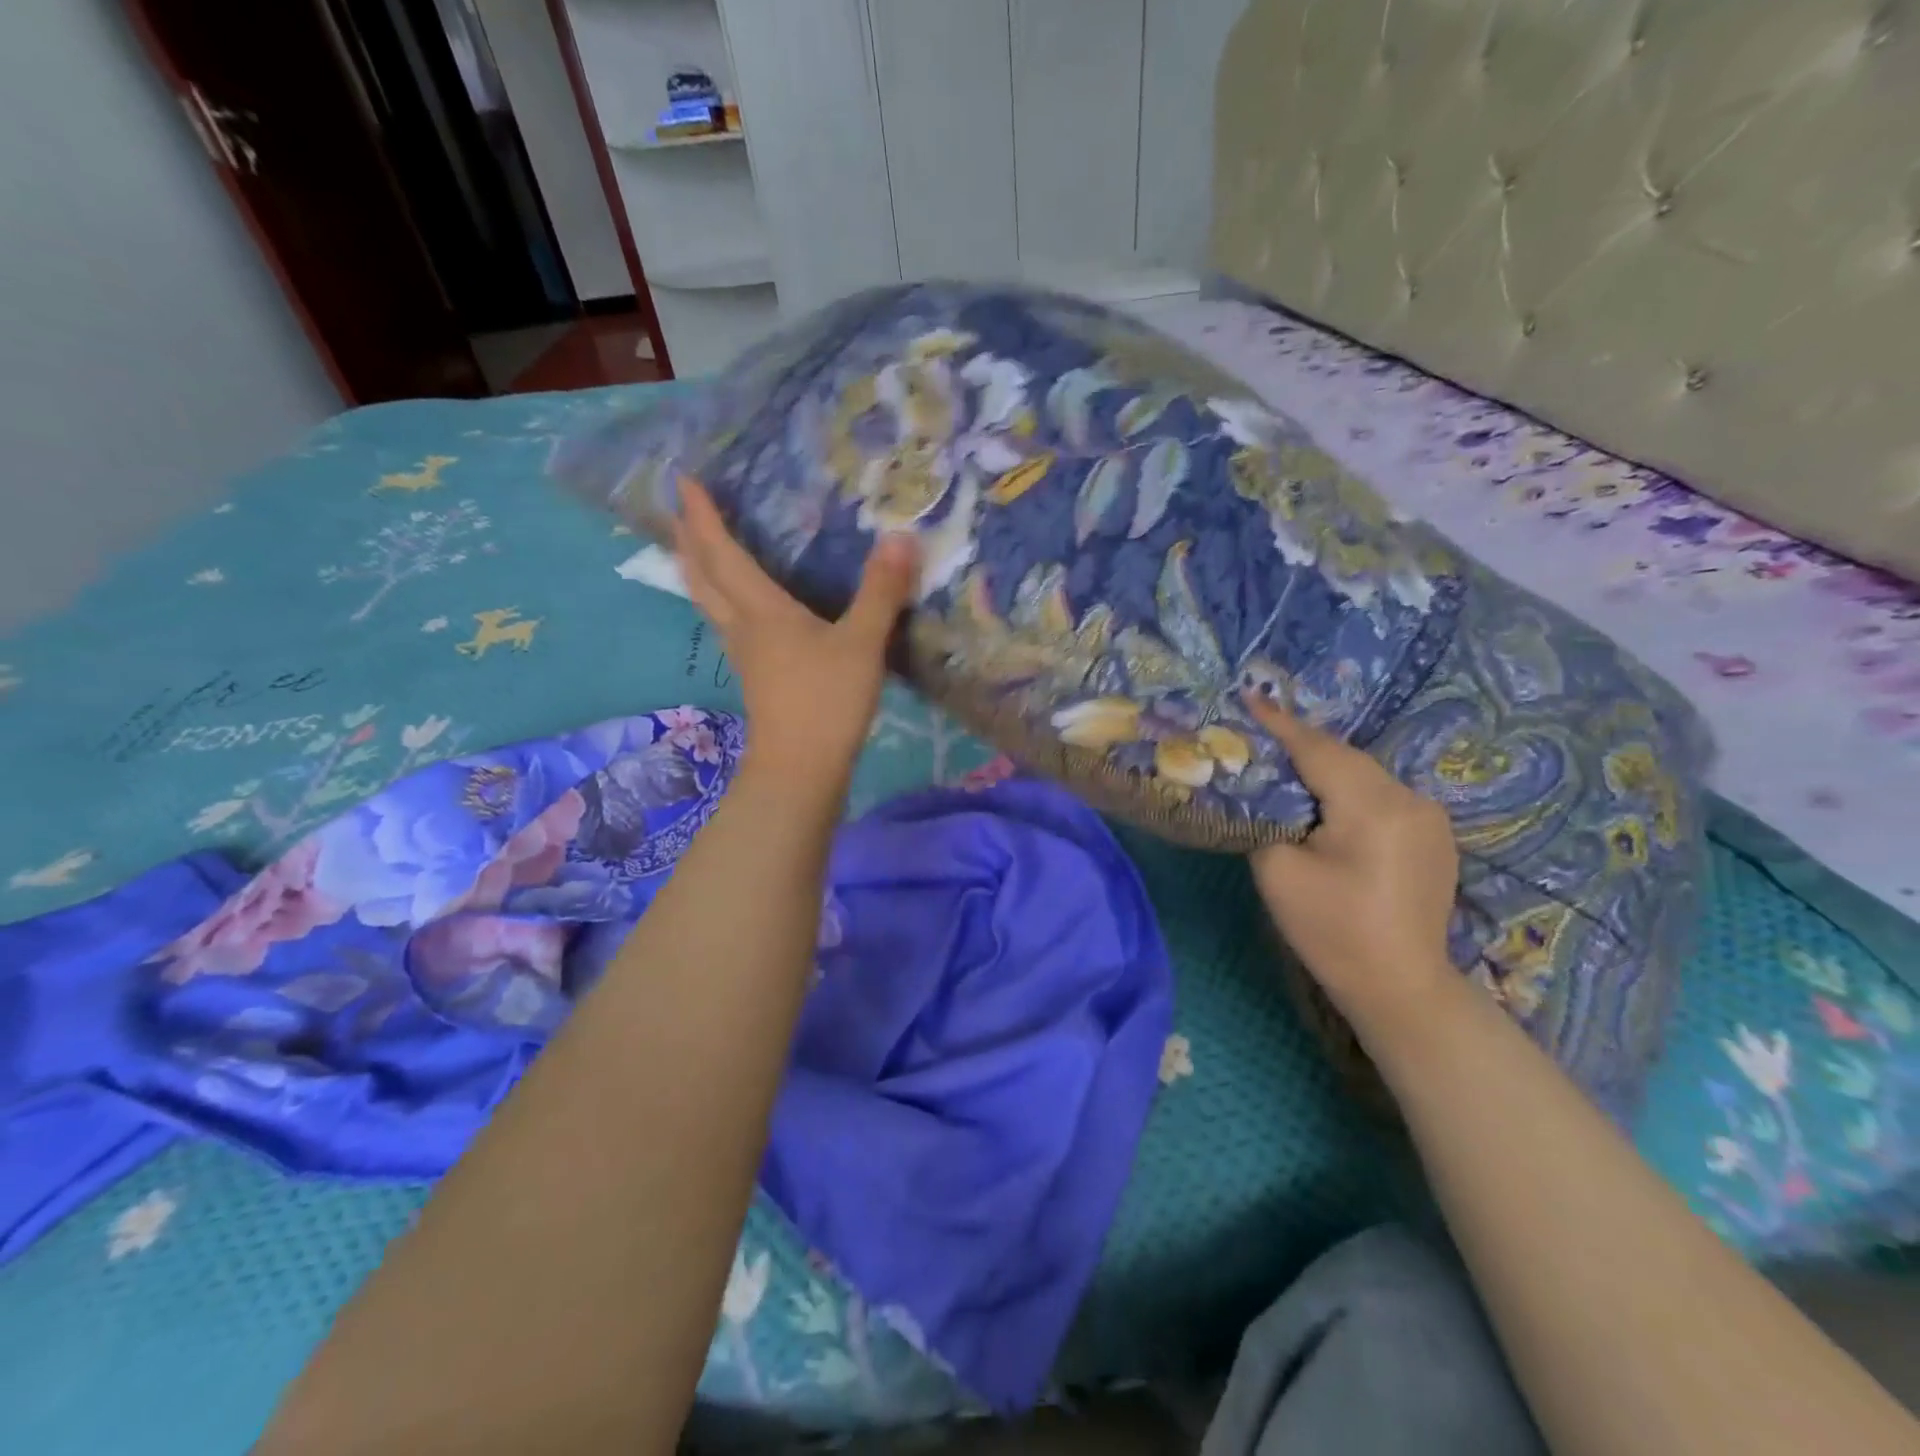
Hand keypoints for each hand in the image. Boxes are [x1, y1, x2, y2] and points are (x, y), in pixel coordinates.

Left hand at [673, 479, 917, 782]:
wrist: (801, 769)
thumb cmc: (827, 702)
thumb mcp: (862, 644)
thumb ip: (881, 592)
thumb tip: (901, 538)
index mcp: (763, 611)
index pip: (724, 554)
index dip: (703, 517)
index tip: (682, 480)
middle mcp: (744, 628)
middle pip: (703, 578)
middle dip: (688, 541)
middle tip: (677, 511)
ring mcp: (746, 656)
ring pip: (710, 604)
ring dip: (697, 572)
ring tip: (693, 550)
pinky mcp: (757, 678)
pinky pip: (727, 625)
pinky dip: (721, 601)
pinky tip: (739, 609)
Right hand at [1244, 694, 1459, 1034]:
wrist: (1400, 987)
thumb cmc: (1332, 931)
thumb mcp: (1278, 872)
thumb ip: (1266, 817)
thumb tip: (1264, 790)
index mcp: (1373, 807)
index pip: (1318, 750)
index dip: (1280, 724)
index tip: (1250, 697)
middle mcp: (1410, 799)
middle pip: (1344, 758)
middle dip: (1300, 744)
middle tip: (1258, 734)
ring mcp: (1429, 816)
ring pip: (1364, 774)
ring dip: (1325, 767)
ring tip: (1285, 765)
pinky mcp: (1434, 834)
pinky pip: (1381, 795)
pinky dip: (1348, 788)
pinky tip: (1325, 801)